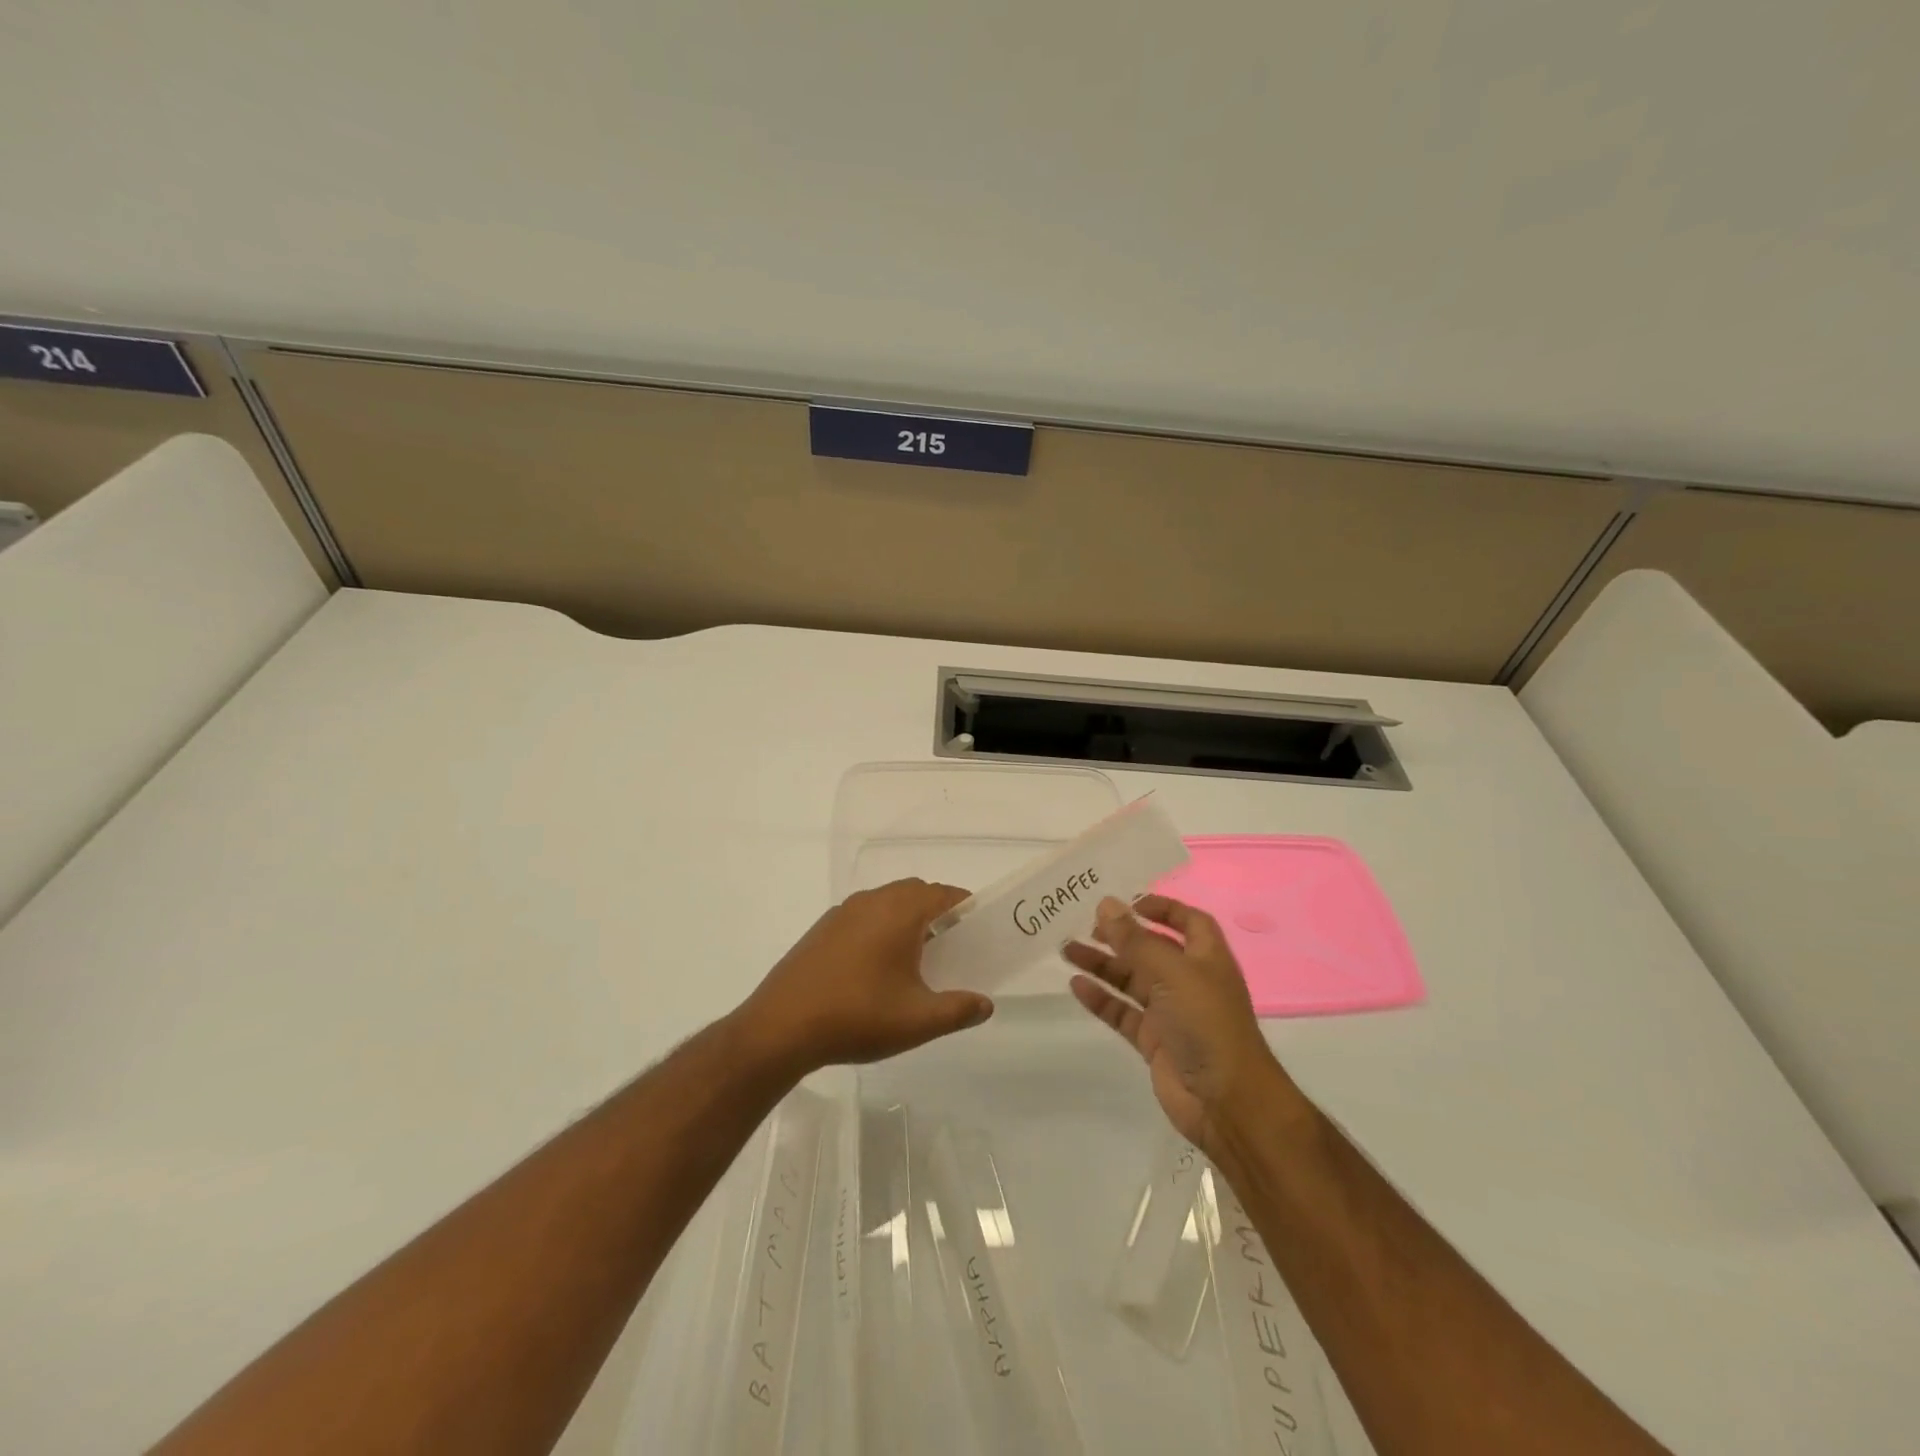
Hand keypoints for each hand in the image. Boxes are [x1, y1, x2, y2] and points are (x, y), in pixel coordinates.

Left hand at [734, 879, 993, 1075]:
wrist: (781, 1027)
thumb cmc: (857, 1017)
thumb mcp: (917, 1021)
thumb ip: (958, 1010)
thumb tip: (985, 1004)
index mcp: (899, 912)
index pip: (942, 894)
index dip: (964, 906)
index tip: (977, 928)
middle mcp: (871, 901)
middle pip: (914, 892)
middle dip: (937, 910)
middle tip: (951, 944)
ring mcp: (841, 913)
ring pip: (886, 901)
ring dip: (906, 917)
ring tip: (916, 957)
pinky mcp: (821, 929)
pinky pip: (862, 915)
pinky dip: (879, 926)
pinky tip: (875, 966)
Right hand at [1064, 895, 1288, 1154]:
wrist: (1226, 1101)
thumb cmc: (1207, 1023)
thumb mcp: (1171, 972)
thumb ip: (1135, 939)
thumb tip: (1106, 904)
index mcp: (1206, 958)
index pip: (1188, 921)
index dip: (1162, 907)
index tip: (1127, 901)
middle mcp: (1189, 981)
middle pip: (1151, 949)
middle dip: (1121, 935)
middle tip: (1086, 924)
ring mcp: (1171, 1012)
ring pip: (1131, 980)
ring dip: (1102, 964)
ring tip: (1066, 949)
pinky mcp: (1154, 1041)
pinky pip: (1122, 1012)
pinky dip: (1101, 999)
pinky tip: (1076, 985)